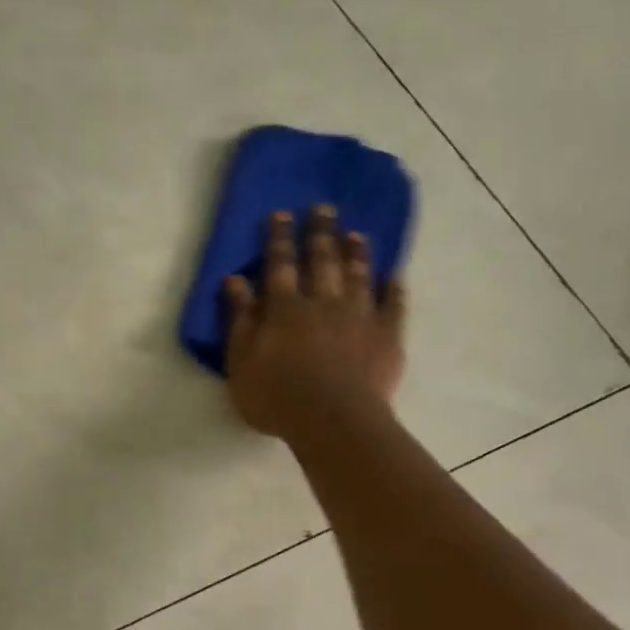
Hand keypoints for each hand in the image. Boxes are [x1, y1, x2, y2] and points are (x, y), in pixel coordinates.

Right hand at [224, 204, 407, 437]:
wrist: (333, 422)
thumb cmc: (277, 397)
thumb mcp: (241, 362)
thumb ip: (239, 319)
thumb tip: (234, 279)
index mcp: (285, 308)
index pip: (280, 264)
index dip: (279, 238)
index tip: (281, 213)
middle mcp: (324, 302)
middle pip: (322, 260)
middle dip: (321, 232)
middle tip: (324, 207)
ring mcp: (360, 317)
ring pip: (358, 275)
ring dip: (356, 253)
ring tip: (356, 233)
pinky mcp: (387, 336)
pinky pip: (394, 305)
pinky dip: (394, 289)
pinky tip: (395, 276)